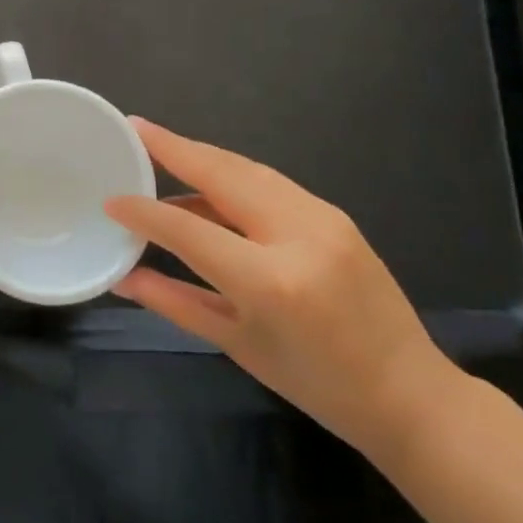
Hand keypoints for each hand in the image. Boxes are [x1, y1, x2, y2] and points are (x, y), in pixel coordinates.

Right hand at [106, 119, 460, 458]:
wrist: (411, 394)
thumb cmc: (316, 383)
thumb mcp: (236, 344)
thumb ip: (173, 301)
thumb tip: (122, 276)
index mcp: (269, 281)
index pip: (188, 229)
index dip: (144, 211)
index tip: (111, 200)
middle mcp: (297, 236)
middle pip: (222, 174)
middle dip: (173, 147)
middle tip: (135, 127)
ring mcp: (323, 218)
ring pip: (247, 169)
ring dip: (201, 155)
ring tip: (161, 145)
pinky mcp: (335, 214)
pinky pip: (270, 181)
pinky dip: (231, 173)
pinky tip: (207, 178)